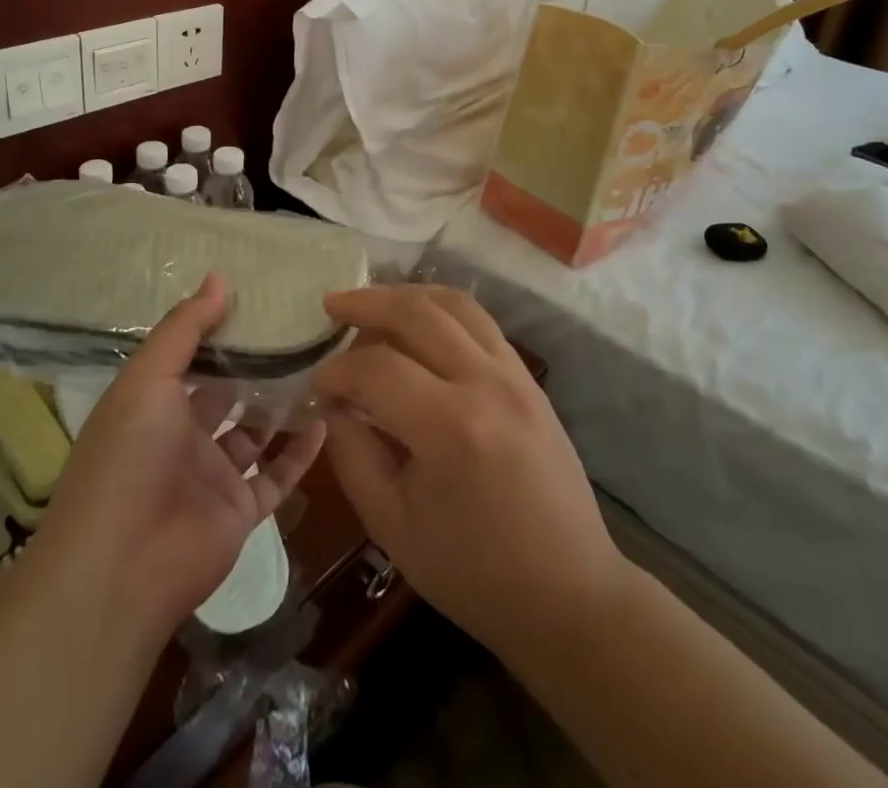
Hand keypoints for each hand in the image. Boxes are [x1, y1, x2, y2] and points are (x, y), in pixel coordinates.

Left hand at [34, 274, 325, 640]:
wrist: (121, 569)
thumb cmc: (128, 458)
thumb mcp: (148, 379)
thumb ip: (185, 329)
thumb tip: (219, 278)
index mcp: (153, 405)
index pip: (191, 359)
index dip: (220, 331)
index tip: (259, 299)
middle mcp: (182, 437)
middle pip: (226, 394)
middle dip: (256, 366)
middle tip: (300, 330)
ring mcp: (212, 476)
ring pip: (255, 433)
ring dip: (282, 406)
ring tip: (321, 366)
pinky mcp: (239, 511)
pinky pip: (276, 476)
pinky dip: (300, 452)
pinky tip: (326, 420)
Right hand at [312, 285, 625, 651]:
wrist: (568, 592)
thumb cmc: (473, 572)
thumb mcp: (393, 526)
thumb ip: (353, 454)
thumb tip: (332, 403)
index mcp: (451, 429)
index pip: (378, 368)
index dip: (339, 370)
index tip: (319, 384)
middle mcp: (486, 383)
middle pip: (417, 313)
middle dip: (366, 303)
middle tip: (331, 306)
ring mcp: (515, 374)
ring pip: (454, 304)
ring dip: (406, 294)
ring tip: (371, 303)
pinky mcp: (528, 377)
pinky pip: (480, 321)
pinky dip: (441, 309)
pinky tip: (418, 322)